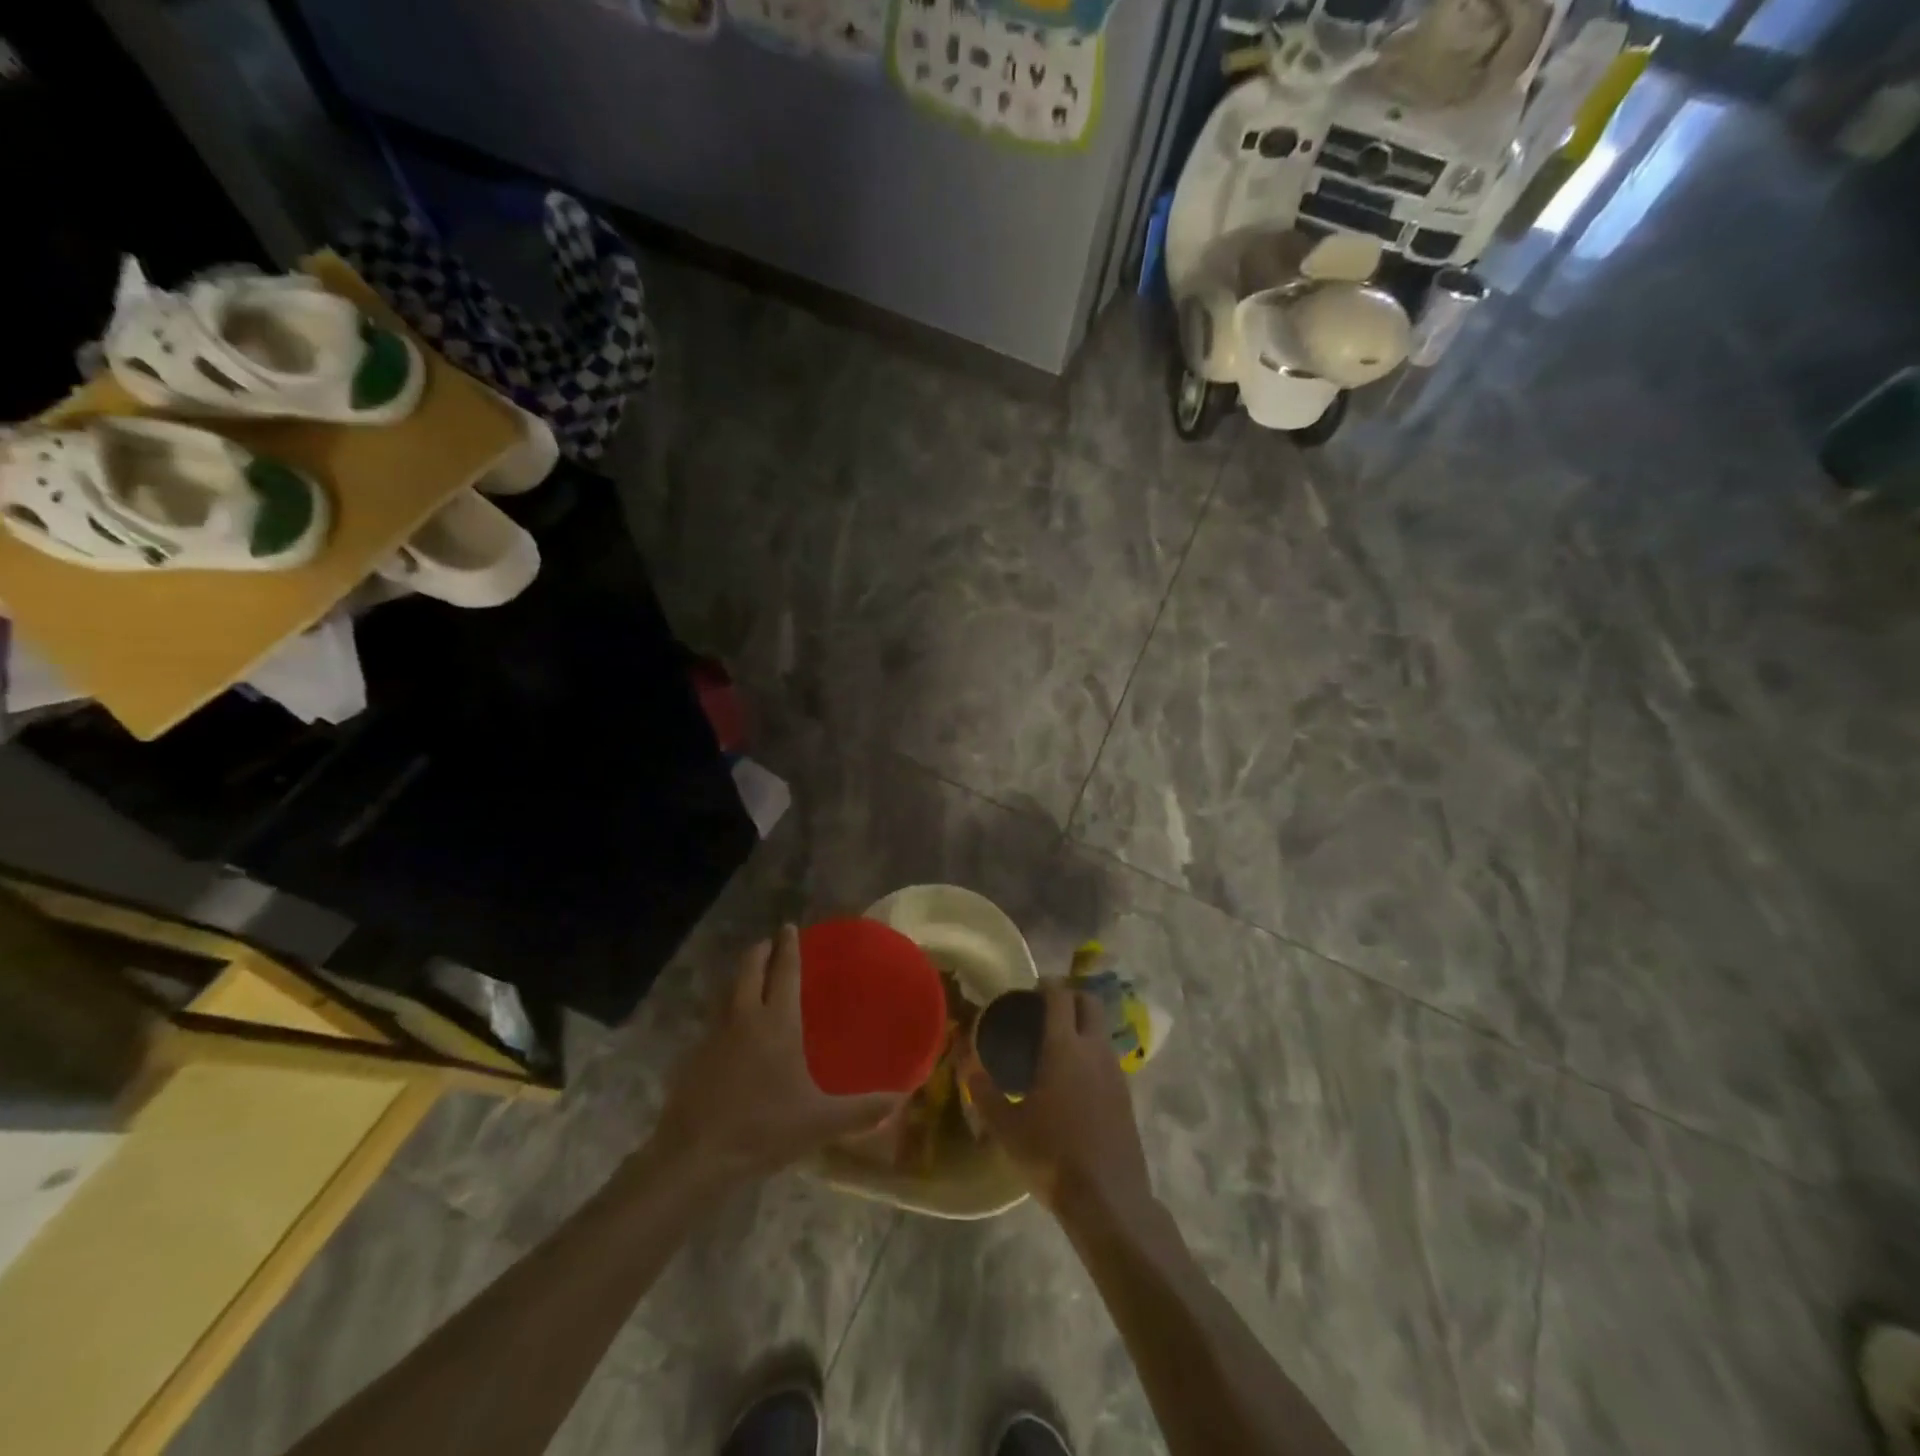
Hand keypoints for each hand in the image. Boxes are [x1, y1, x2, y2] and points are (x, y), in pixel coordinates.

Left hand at [651, 926, 903, 1183]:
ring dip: (742, 977)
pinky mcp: (695, 1057)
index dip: (788, 947)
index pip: (784, 971)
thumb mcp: (821, 1122)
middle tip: (771, 943)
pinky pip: (716, 1019)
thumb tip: (902, 1098)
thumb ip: (862, 1109)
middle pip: (749, 969)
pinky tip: (735, 1030)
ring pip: (728, 992)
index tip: (789, 927)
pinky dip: (728, 1009)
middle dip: (760, 951)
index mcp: (777, 1022)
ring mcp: (715, 1036)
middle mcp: (744, 1018)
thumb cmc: (764, 1128)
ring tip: (754, 978)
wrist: (696, 1155)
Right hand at [964, 980, 1151, 1220]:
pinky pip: (1108, 1056)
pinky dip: (1092, 1050)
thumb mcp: (1006, 1126)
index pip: (1060, 996)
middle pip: (1089, 1002)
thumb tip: (965, 1058)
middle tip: (1046, 1007)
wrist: (1108, 1198)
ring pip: (1102, 1029)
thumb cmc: (1051, 1156)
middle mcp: (1094, 1049)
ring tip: (1058, 1042)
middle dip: (1070, 996)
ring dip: (1084, 1023)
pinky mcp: (1126, 1094)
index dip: (1047, 984)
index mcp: (1064, 1047)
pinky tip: (1075, 1077)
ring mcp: (1115, 1071)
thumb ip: (983, 1089)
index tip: (1032, 988)